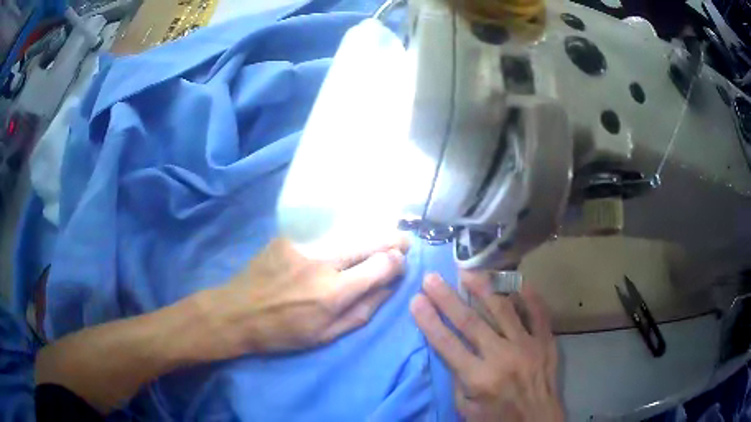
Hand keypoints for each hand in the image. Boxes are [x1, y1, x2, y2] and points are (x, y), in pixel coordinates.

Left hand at [198, 236, 408, 358]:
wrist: (237, 312)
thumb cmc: (282, 332)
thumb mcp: (326, 336)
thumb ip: (362, 312)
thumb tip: (389, 288)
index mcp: (333, 293)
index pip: (380, 267)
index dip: (396, 262)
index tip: (400, 262)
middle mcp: (322, 263)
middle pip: (367, 243)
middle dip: (390, 240)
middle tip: (403, 241)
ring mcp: (303, 245)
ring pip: (347, 233)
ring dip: (368, 235)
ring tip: (380, 238)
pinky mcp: (287, 237)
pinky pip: (323, 232)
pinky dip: (340, 235)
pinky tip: (344, 238)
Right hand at [410, 272, 562, 421]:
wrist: (538, 421)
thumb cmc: (497, 418)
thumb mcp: (466, 408)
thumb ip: (457, 378)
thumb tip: (451, 349)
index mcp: (480, 378)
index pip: (447, 344)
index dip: (429, 321)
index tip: (416, 300)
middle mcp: (503, 357)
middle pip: (471, 321)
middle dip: (447, 298)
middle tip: (432, 278)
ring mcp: (528, 345)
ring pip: (504, 309)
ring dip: (483, 288)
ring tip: (467, 271)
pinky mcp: (546, 341)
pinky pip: (538, 311)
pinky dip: (528, 294)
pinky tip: (516, 279)